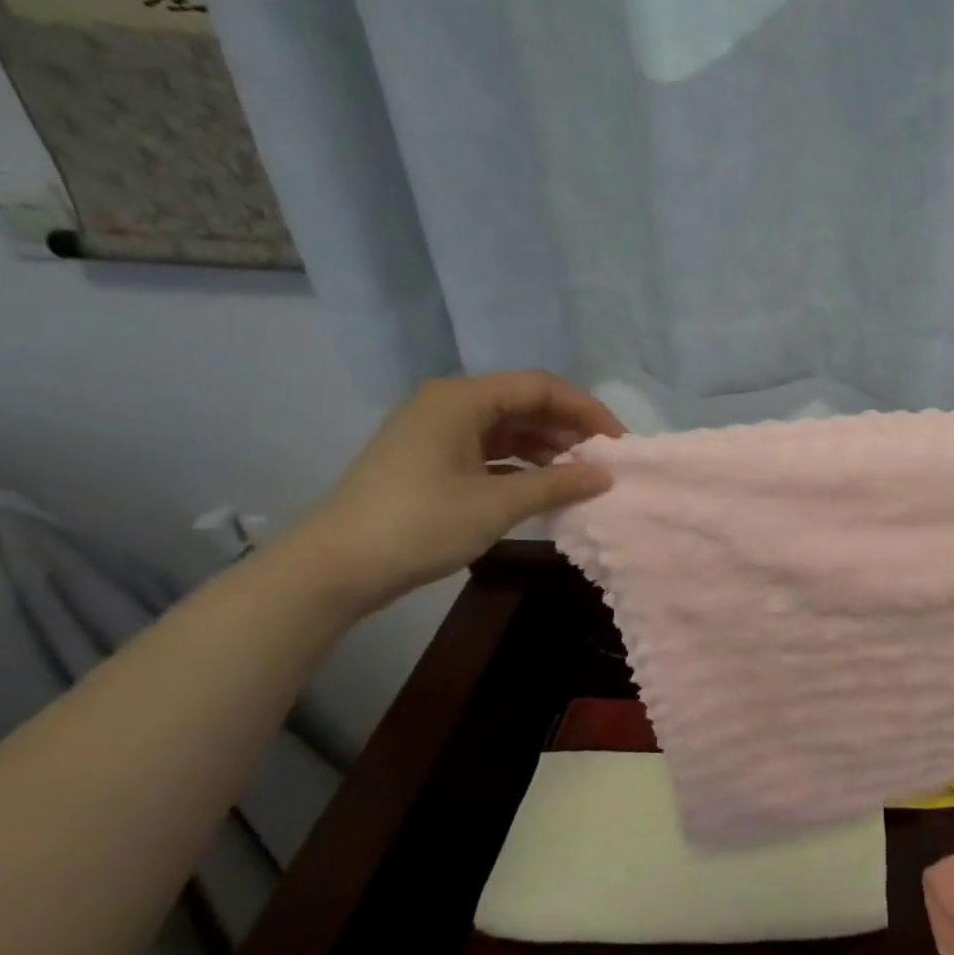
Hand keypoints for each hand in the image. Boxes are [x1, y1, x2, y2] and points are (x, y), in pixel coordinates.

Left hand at [285, 371, 624, 616]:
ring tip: (580, 478)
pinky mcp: (431, 460)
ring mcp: (437, 433)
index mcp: (461, 399)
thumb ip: (558, 484)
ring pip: (508, 428)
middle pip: (525, 404)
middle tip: (603, 463)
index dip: (586, 411)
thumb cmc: (419, 524)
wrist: (335, 567)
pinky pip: (490, 450)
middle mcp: (449, 405)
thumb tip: (606, 476)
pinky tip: (545, 488)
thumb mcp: (497, 504)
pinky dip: (522, 465)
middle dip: (569, 430)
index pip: (540, 387)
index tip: (618, 444)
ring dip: (548, 449)